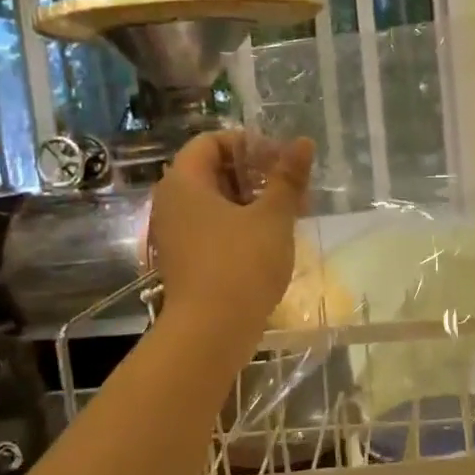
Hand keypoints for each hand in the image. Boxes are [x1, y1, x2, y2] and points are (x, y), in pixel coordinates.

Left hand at [147, 131, 314, 343]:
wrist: (210, 332)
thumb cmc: (241, 264)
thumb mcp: (272, 217)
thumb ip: (288, 177)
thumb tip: (303, 142)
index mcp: (184, 182)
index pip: (211, 142)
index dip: (248, 144)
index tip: (281, 160)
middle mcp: (171, 203)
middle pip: (213, 171)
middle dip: (255, 174)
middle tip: (291, 187)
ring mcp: (175, 234)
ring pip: (215, 203)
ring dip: (252, 201)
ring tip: (288, 213)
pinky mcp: (185, 260)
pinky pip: (212, 229)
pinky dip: (240, 226)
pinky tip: (271, 240)